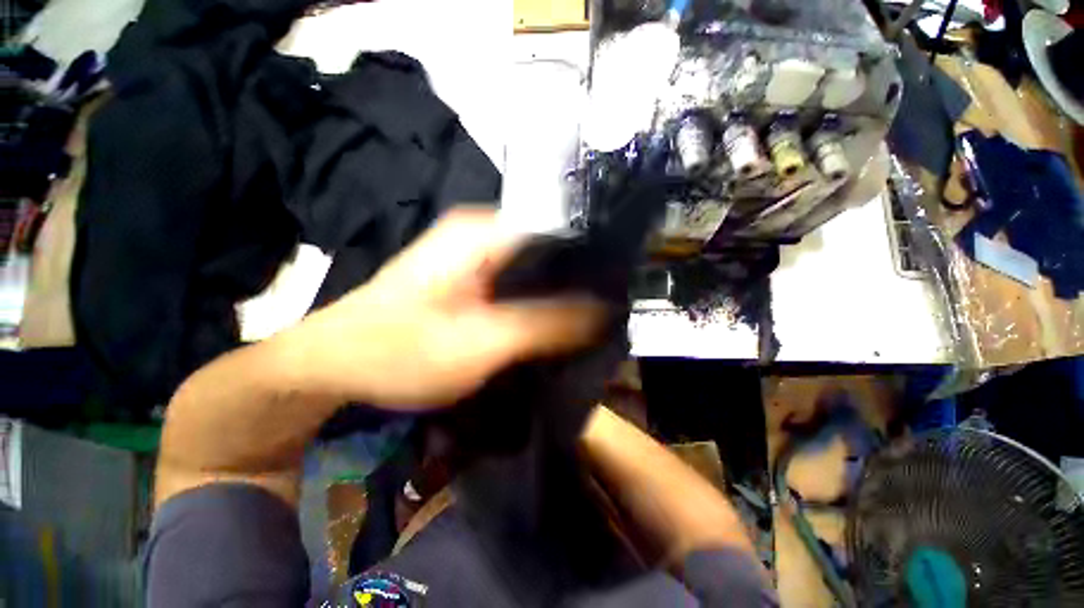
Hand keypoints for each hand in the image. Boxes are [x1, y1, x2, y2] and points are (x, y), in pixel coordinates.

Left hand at [284, 207, 607, 408]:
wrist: (334, 365)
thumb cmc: (399, 352)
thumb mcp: (480, 342)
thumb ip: (545, 324)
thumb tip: (603, 310)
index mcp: (485, 232)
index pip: (562, 231)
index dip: (595, 259)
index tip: (620, 291)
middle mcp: (483, 234)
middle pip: (550, 252)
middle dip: (579, 282)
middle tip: (609, 314)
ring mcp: (475, 256)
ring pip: (535, 271)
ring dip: (559, 296)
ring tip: (590, 322)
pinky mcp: (470, 279)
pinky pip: (518, 286)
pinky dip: (537, 304)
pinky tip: (551, 326)